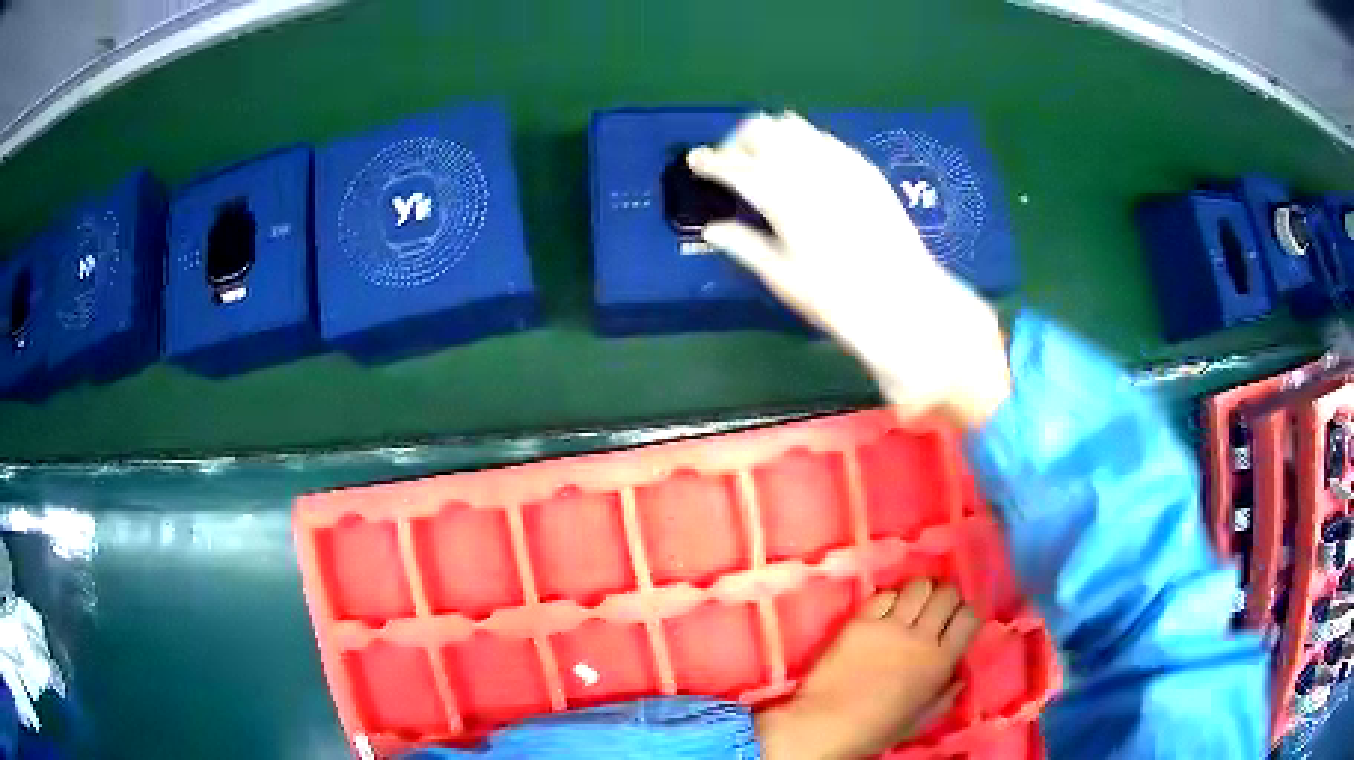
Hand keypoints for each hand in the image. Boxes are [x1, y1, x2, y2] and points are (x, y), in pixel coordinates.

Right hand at [688, 112, 1010, 428]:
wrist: (905, 301)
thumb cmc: (838, 299)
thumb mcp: (783, 278)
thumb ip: (744, 245)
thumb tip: (711, 229)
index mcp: (783, 197)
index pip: (735, 166)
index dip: (710, 161)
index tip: (695, 162)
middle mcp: (810, 168)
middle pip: (762, 129)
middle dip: (739, 141)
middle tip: (732, 165)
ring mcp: (842, 164)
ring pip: (795, 126)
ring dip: (772, 136)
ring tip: (766, 162)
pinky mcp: (865, 168)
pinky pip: (825, 139)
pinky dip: (804, 143)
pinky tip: (806, 168)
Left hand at [754, 580, 980, 759]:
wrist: (826, 724)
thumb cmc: (877, 730)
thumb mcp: (922, 720)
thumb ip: (945, 696)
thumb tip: (959, 677)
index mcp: (941, 662)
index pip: (969, 616)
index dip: (965, 614)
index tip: (955, 621)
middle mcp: (921, 637)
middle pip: (947, 594)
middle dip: (945, 597)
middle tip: (934, 609)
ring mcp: (890, 626)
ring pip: (918, 586)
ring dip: (919, 592)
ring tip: (910, 605)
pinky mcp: (860, 621)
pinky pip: (884, 595)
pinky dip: (888, 599)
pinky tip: (882, 613)